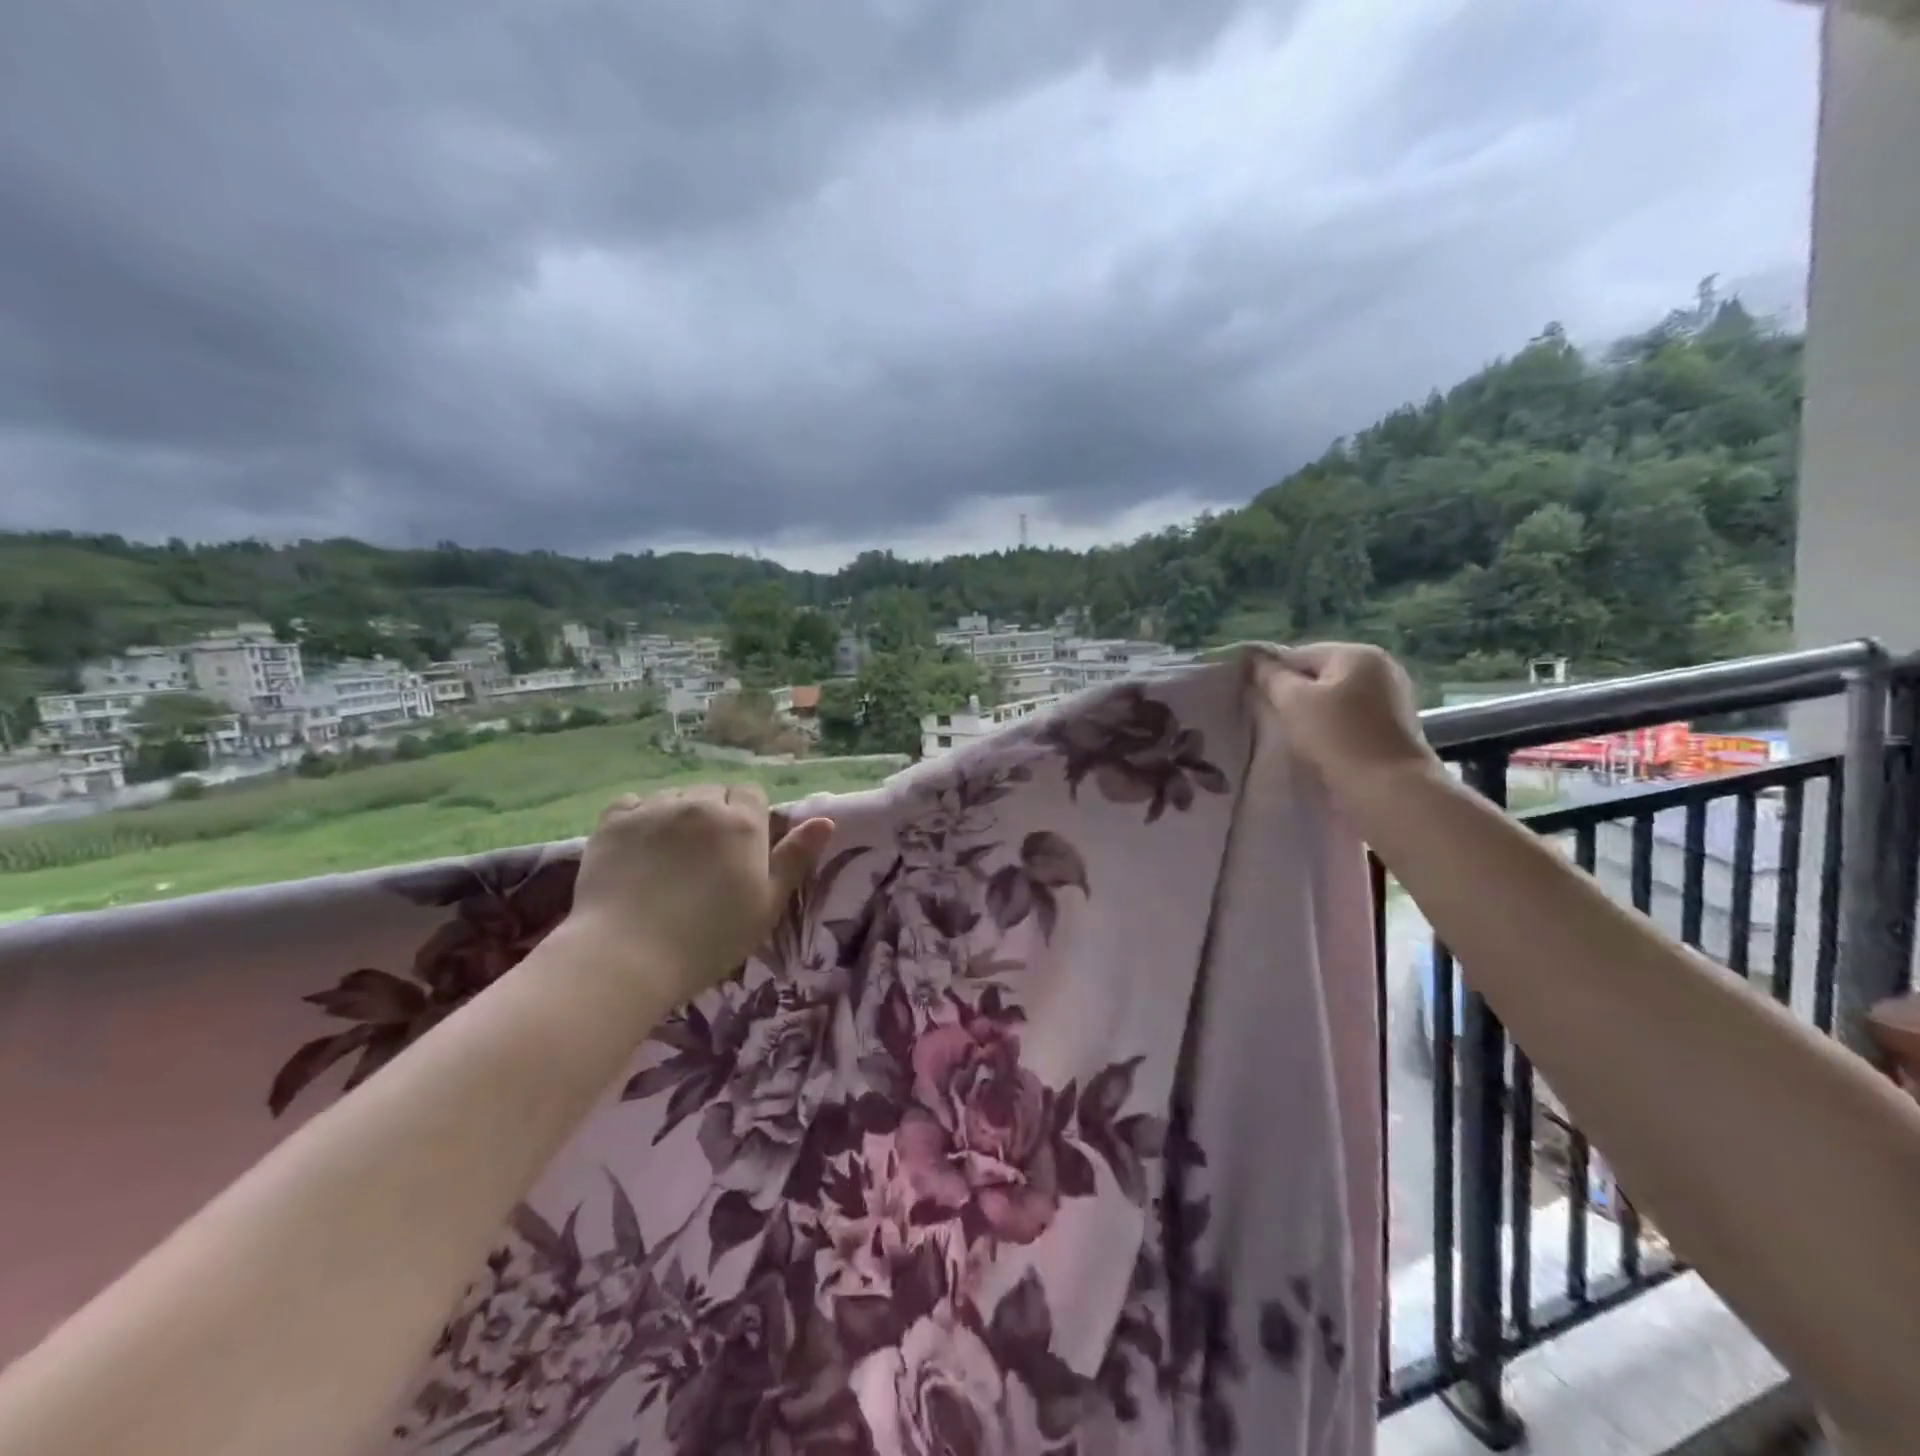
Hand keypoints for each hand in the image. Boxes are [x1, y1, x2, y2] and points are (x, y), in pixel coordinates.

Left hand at [561, 783, 834, 1008]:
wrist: (626, 957)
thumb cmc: (708, 939)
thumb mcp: (767, 905)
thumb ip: (795, 859)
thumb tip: (825, 821)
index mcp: (742, 823)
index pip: (751, 793)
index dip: (749, 817)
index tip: (740, 850)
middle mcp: (700, 805)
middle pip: (712, 791)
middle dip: (713, 814)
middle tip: (705, 858)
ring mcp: (653, 810)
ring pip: (674, 796)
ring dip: (677, 815)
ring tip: (669, 855)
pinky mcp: (612, 822)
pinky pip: (632, 803)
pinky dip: (638, 817)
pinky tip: (638, 847)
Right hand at [1253, 643, 1440, 803]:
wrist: (1390, 790)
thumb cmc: (1338, 738)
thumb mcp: (1293, 702)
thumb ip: (1271, 677)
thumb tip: (1254, 659)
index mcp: (1357, 654)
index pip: (1299, 655)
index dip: (1274, 677)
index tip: (1260, 703)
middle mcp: (1381, 667)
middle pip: (1319, 675)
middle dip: (1295, 695)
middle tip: (1277, 722)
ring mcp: (1393, 696)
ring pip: (1335, 698)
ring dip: (1314, 714)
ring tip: (1298, 737)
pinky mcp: (1395, 725)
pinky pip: (1352, 717)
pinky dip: (1334, 727)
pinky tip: (1323, 746)